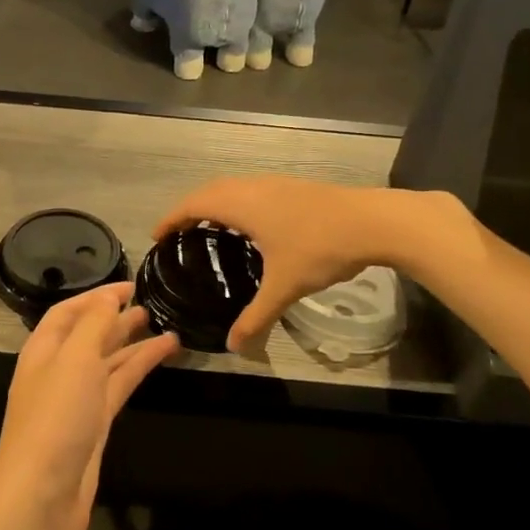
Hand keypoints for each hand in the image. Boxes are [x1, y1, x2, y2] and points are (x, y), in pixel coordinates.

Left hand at [0, 284, 176, 529]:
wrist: (41, 499)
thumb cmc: (55, 420)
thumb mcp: (74, 359)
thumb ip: (93, 323)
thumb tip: (108, 295)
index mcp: (43, 350)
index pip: (69, 312)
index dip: (97, 295)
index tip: (132, 284)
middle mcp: (57, 371)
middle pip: (88, 335)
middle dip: (116, 318)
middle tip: (153, 304)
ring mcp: (75, 401)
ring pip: (107, 362)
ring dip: (133, 343)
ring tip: (167, 327)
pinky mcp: (94, 427)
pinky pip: (118, 387)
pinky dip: (139, 369)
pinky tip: (163, 356)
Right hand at [154, 177, 411, 350]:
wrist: (373, 221)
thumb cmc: (320, 248)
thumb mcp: (284, 287)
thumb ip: (257, 316)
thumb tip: (233, 346)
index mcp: (241, 205)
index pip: (193, 205)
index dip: (171, 218)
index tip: (157, 236)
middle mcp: (253, 188)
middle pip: (209, 190)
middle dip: (189, 209)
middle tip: (178, 234)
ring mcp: (275, 184)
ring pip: (233, 187)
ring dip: (215, 203)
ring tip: (209, 230)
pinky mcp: (294, 187)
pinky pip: (251, 189)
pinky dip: (236, 202)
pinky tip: (251, 226)